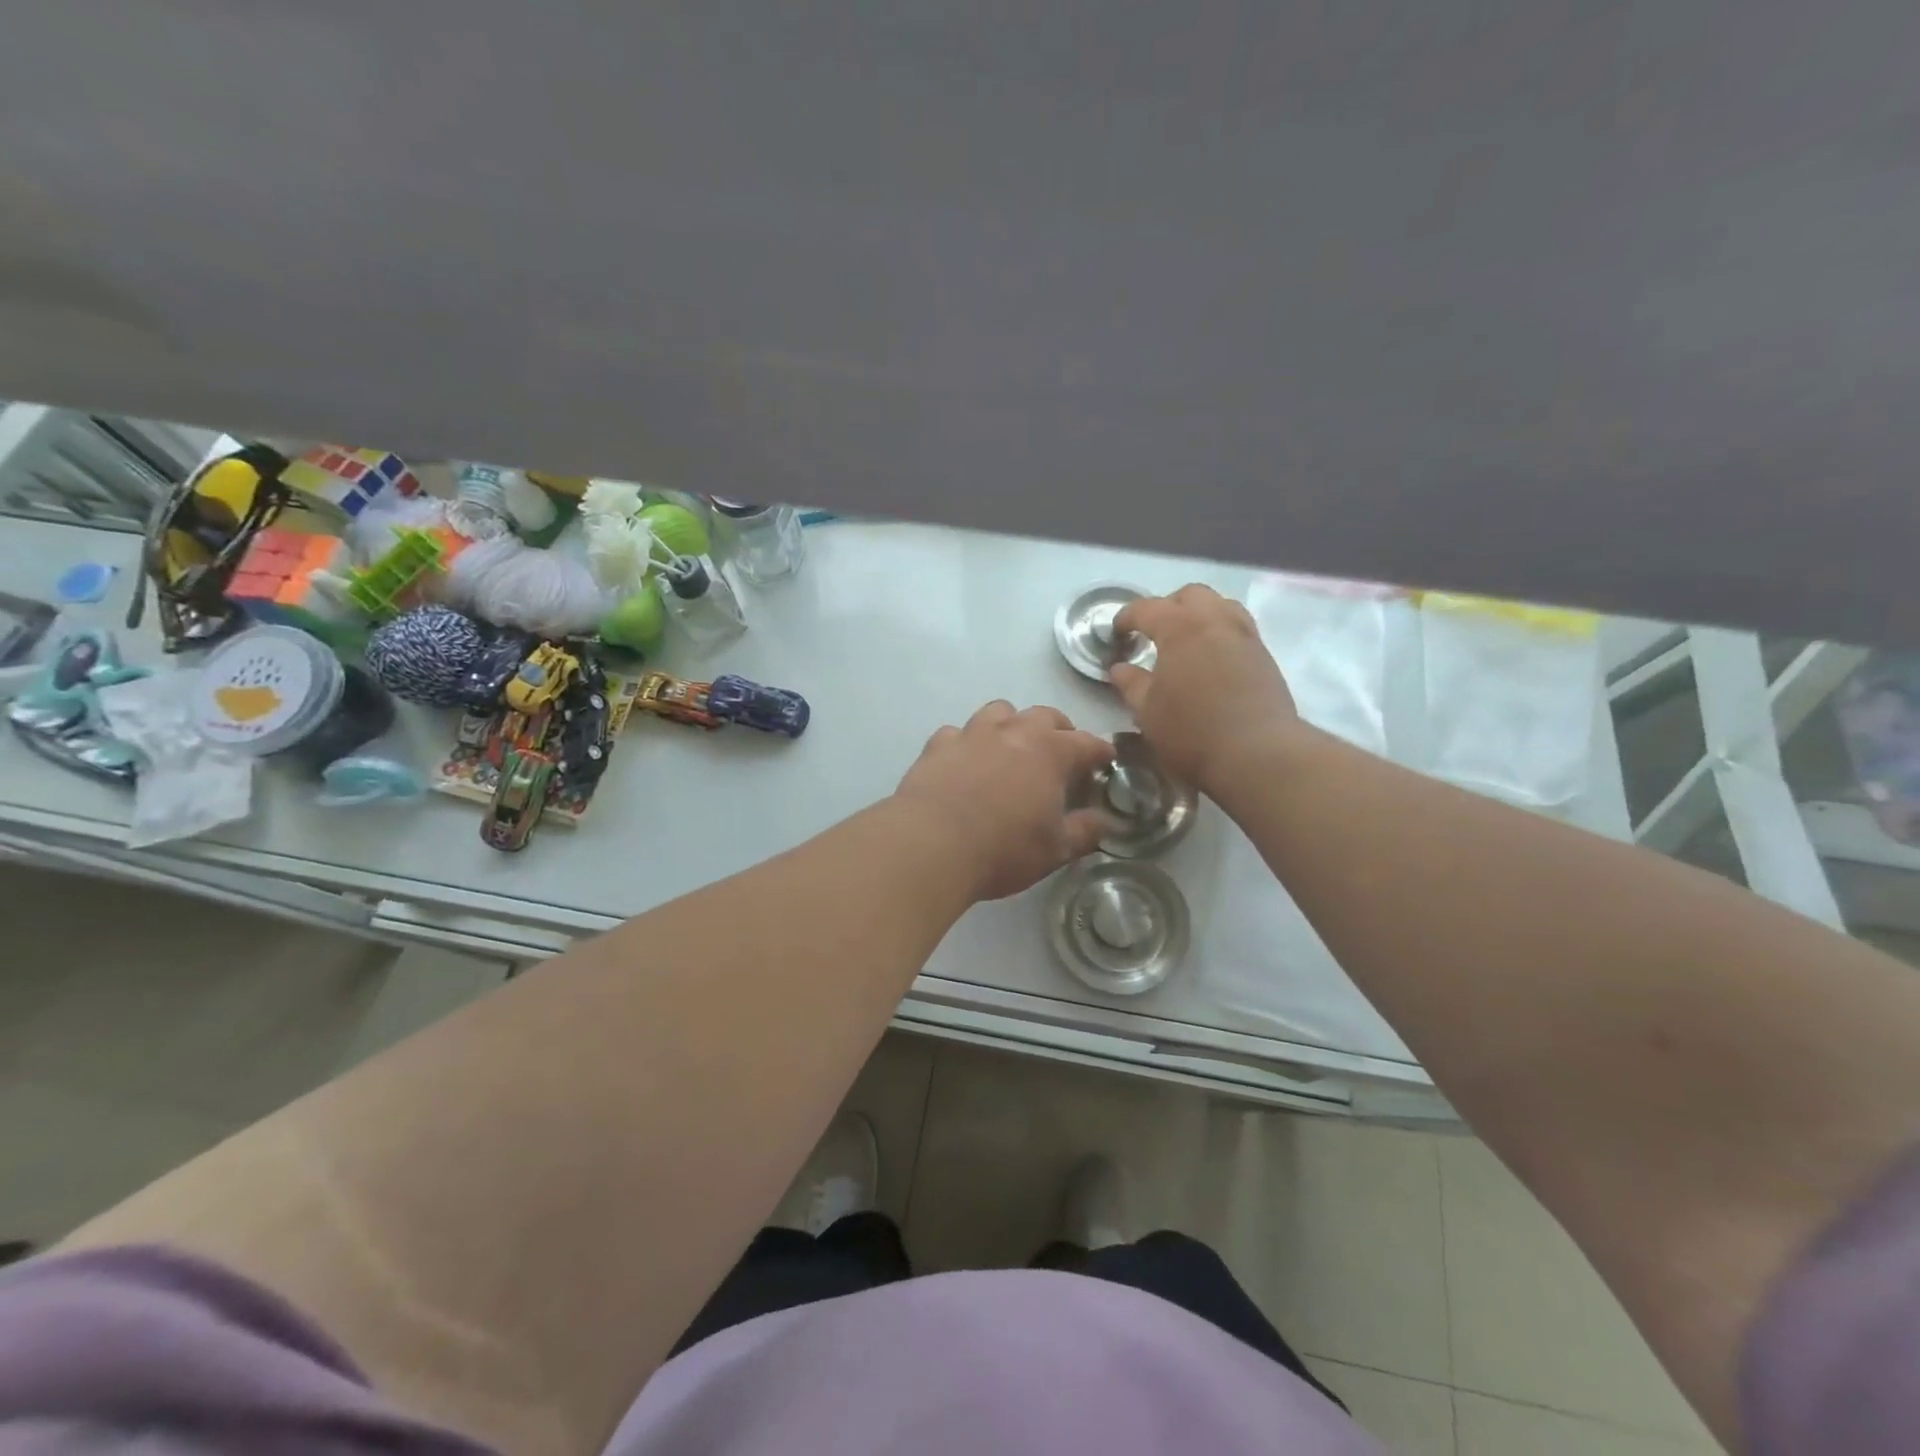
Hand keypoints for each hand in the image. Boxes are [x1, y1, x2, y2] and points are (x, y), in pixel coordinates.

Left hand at [894, 701, 1115, 901]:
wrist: (930, 845)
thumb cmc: (1003, 849)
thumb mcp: (1055, 850)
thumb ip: (1085, 831)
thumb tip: (1105, 821)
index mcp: (1050, 752)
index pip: (1087, 743)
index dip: (1101, 752)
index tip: (1106, 761)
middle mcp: (1013, 731)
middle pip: (1045, 715)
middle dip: (1059, 730)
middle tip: (1062, 754)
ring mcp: (972, 734)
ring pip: (999, 711)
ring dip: (1012, 724)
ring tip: (1012, 748)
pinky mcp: (938, 745)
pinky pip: (958, 733)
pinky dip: (967, 743)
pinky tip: (965, 762)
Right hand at [1110, 585, 1298, 796]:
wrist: (1257, 753)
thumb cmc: (1192, 731)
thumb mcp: (1147, 712)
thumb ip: (1131, 684)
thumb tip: (1120, 668)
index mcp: (1180, 627)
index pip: (1146, 608)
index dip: (1126, 618)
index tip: (1116, 635)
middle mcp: (1215, 620)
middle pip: (1189, 595)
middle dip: (1167, 608)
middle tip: (1153, 634)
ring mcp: (1244, 635)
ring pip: (1220, 605)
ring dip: (1198, 615)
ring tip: (1186, 642)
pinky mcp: (1264, 655)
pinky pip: (1238, 627)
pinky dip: (1219, 633)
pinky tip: (1211, 660)